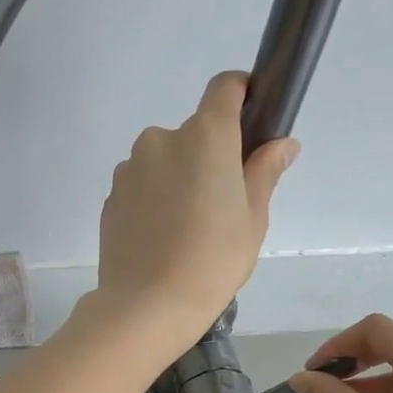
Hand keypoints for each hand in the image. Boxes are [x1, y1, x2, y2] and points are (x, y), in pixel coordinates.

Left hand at [94, 72, 298, 348]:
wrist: (147, 305)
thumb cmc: (212, 260)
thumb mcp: (253, 218)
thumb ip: (264, 172)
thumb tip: (282, 144)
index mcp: (205, 136)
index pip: (224, 88)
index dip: (240, 94)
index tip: (250, 119)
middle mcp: (161, 140)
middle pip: (192, 134)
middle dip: (208, 157)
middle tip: (221, 202)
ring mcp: (129, 169)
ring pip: (162, 162)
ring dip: (176, 179)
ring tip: (186, 228)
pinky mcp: (110, 198)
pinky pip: (140, 187)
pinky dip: (153, 201)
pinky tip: (161, 238)